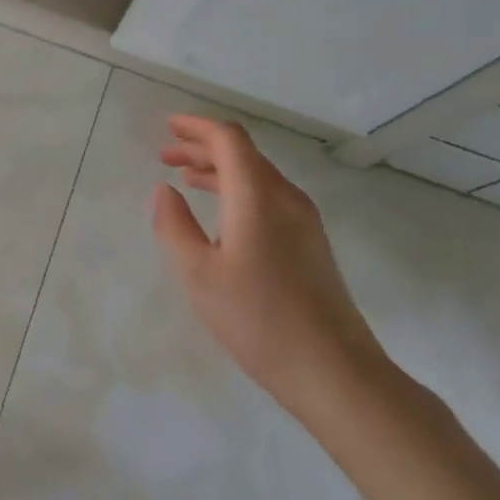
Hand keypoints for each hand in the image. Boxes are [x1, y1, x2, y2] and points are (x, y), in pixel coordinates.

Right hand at [151, 115, 389, 422]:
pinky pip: (269, 197)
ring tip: (186, 178)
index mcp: (257, 196)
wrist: (335, 372)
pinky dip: (238, 190)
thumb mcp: (198, 274)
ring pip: (258, 175)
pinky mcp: (312, 244)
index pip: (229, 140)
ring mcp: (304, 221)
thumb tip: (164, 191)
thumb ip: (174, 226)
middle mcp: (286, 198)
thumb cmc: (258, 320)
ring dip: (220, 169)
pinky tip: (221, 213)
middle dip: (203, 147)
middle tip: (166, 155)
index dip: (197, 127)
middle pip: (244, 154)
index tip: (168, 126)